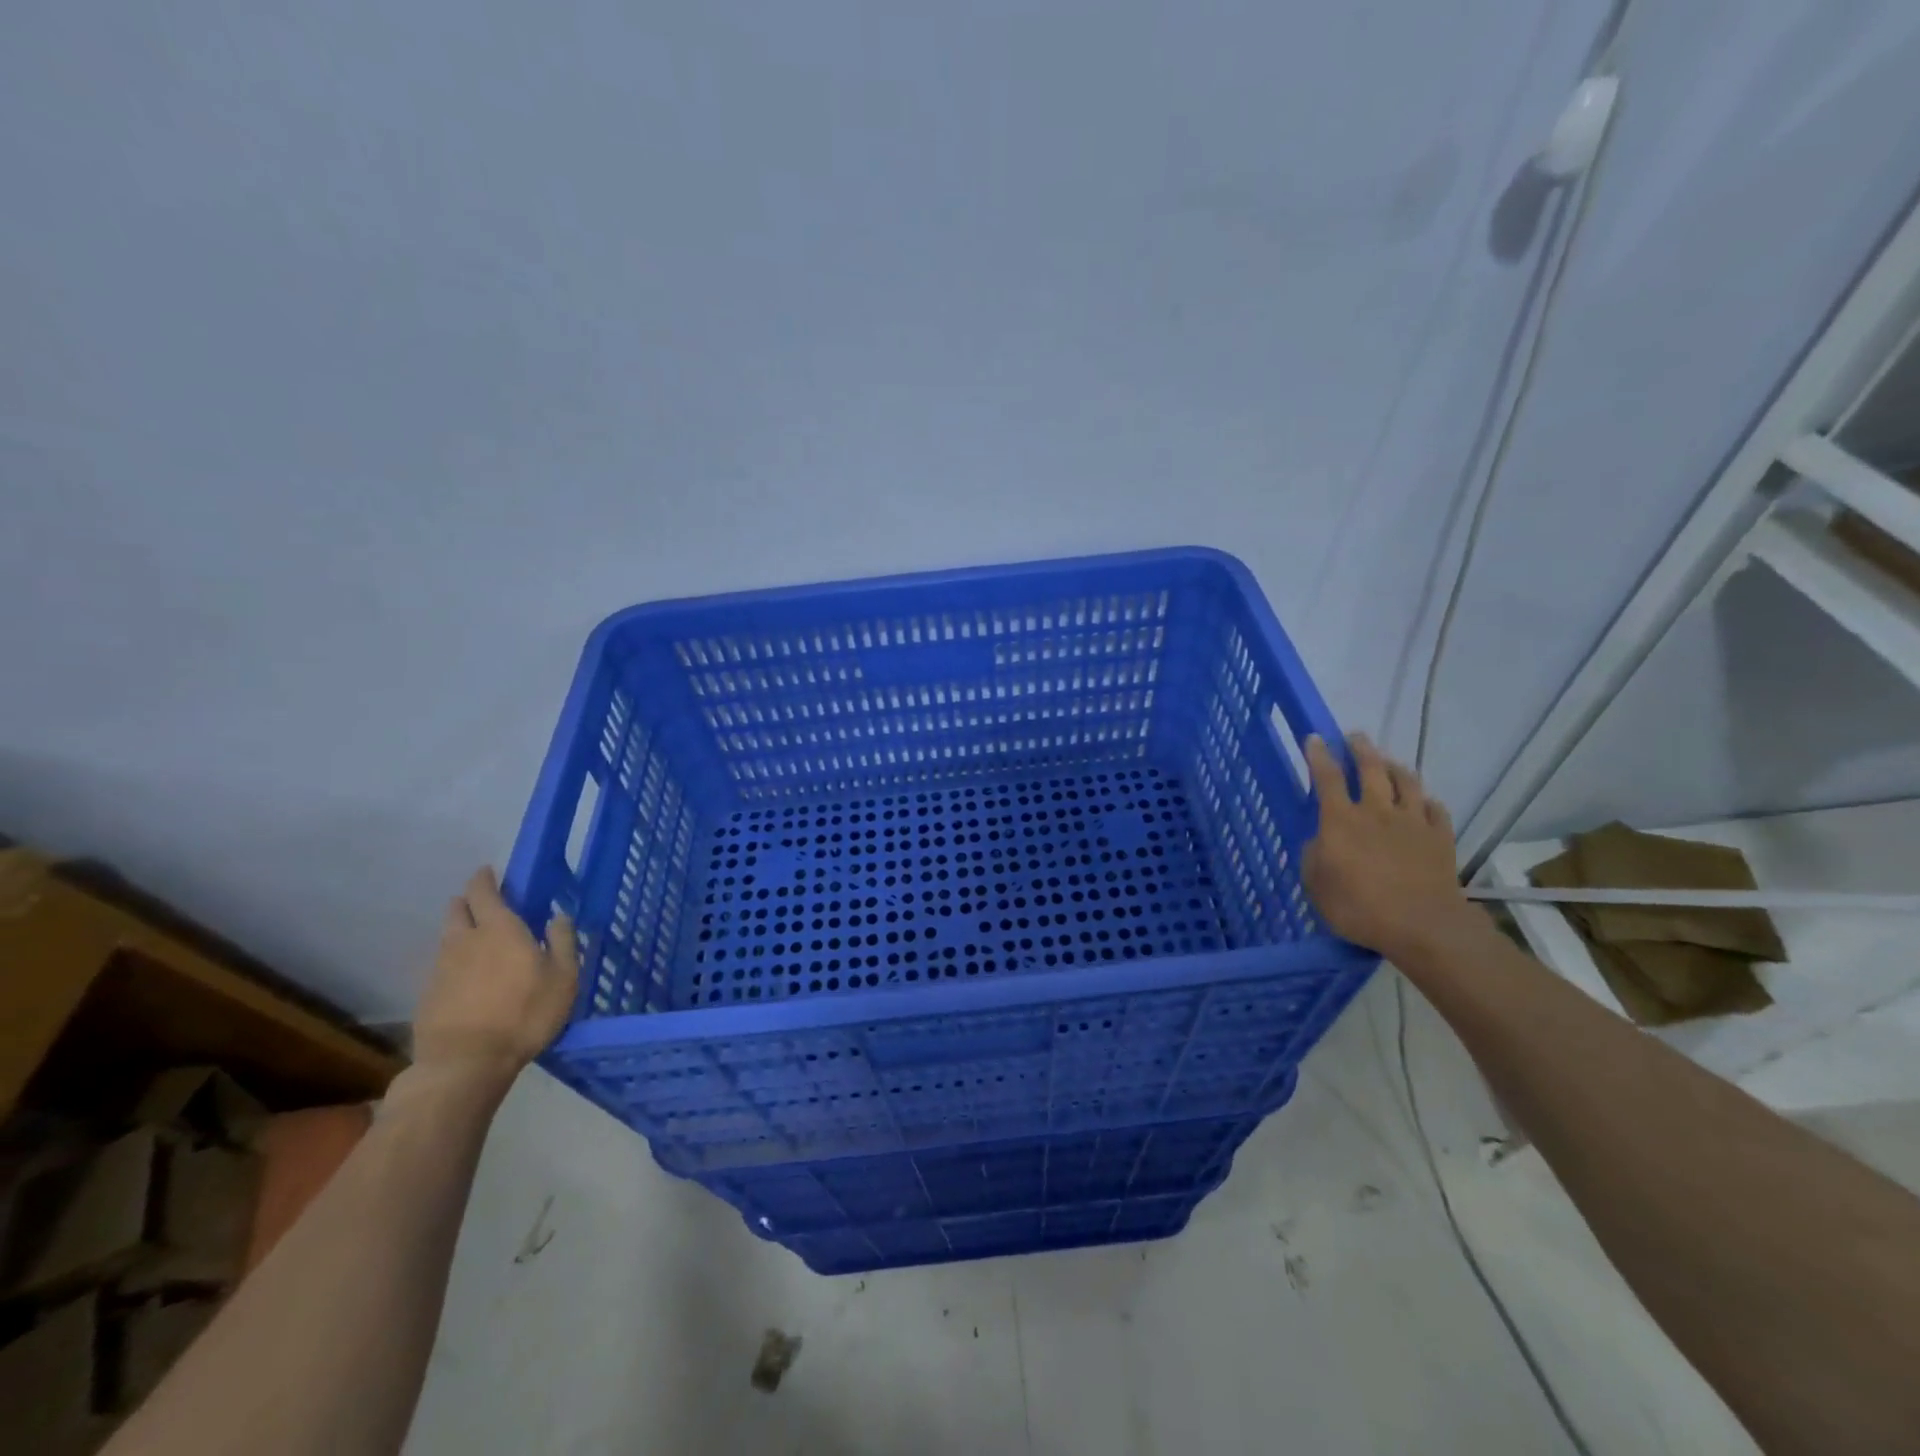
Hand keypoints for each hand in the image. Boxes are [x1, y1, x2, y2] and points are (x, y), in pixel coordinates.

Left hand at [412, 868, 578, 1089]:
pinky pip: (442, 967)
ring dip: (460, 932)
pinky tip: (468, 979)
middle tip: (484, 905)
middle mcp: (464, 940)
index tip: (489, 872)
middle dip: (468, 901)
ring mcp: (441, 968)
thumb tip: (558, 917)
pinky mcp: (428, 995)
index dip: (485, 878)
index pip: (484, 891)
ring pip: (447, 938)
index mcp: (499, 929)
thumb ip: (564, 942)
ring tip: (478, 942)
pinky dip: (454, 963)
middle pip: (457, 910)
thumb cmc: (524, 1014)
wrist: (465, 1063)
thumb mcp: (563, 977)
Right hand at [1301, 733, 1471, 958]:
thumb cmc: (1359, 907)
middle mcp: (1377, 811)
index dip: (1319, 755)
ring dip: (1394, 766)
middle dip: (1360, 749)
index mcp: (1341, 820)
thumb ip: (1313, 857)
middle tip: (1355, 737)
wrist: (1423, 925)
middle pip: (1370, 769)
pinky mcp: (1440, 837)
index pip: (1327, 778)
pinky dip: (1425, 801)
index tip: (1315, 738)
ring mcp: (1412, 822)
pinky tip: (1422, 802)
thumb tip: (1319, 841)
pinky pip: (1434, 809)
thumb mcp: (1317, 885)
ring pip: (1406, 781)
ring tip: (1388, 761)